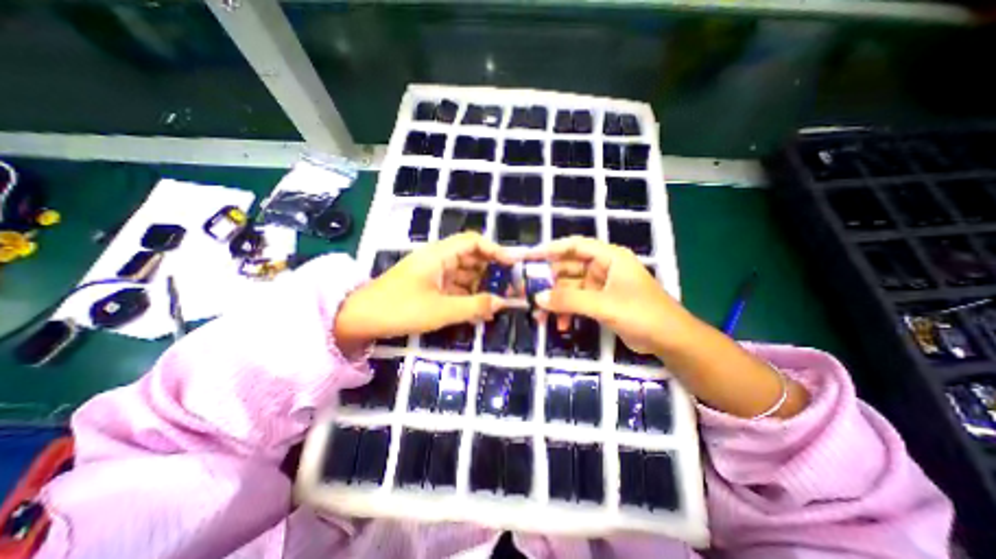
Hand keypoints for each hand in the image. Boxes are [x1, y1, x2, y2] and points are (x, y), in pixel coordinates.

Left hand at [336, 231, 522, 348]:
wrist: (360, 319)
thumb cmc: (399, 309)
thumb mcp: (441, 310)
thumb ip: (474, 306)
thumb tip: (502, 303)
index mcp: (440, 255)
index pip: (473, 242)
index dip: (495, 250)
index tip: (513, 264)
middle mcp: (439, 259)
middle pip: (472, 257)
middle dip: (492, 271)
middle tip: (510, 288)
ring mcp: (435, 273)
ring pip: (466, 274)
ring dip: (481, 286)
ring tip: (498, 303)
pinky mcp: (431, 286)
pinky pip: (456, 287)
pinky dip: (469, 296)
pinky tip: (480, 309)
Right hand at [529, 236, 693, 353]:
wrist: (670, 341)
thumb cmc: (642, 314)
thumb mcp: (603, 305)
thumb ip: (569, 300)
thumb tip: (537, 298)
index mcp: (609, 257)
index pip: (575, 246)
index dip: (552, 249)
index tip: (530, 257)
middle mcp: (603, 268)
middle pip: (568, 268)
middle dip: (549, 282)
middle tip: (528, 293)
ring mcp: (601, 286)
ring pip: (570, 288)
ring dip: (556, 301)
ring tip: (540, 316)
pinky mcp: (600, 302)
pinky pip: (576, 302)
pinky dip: (567, 312)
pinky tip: (561, 325)